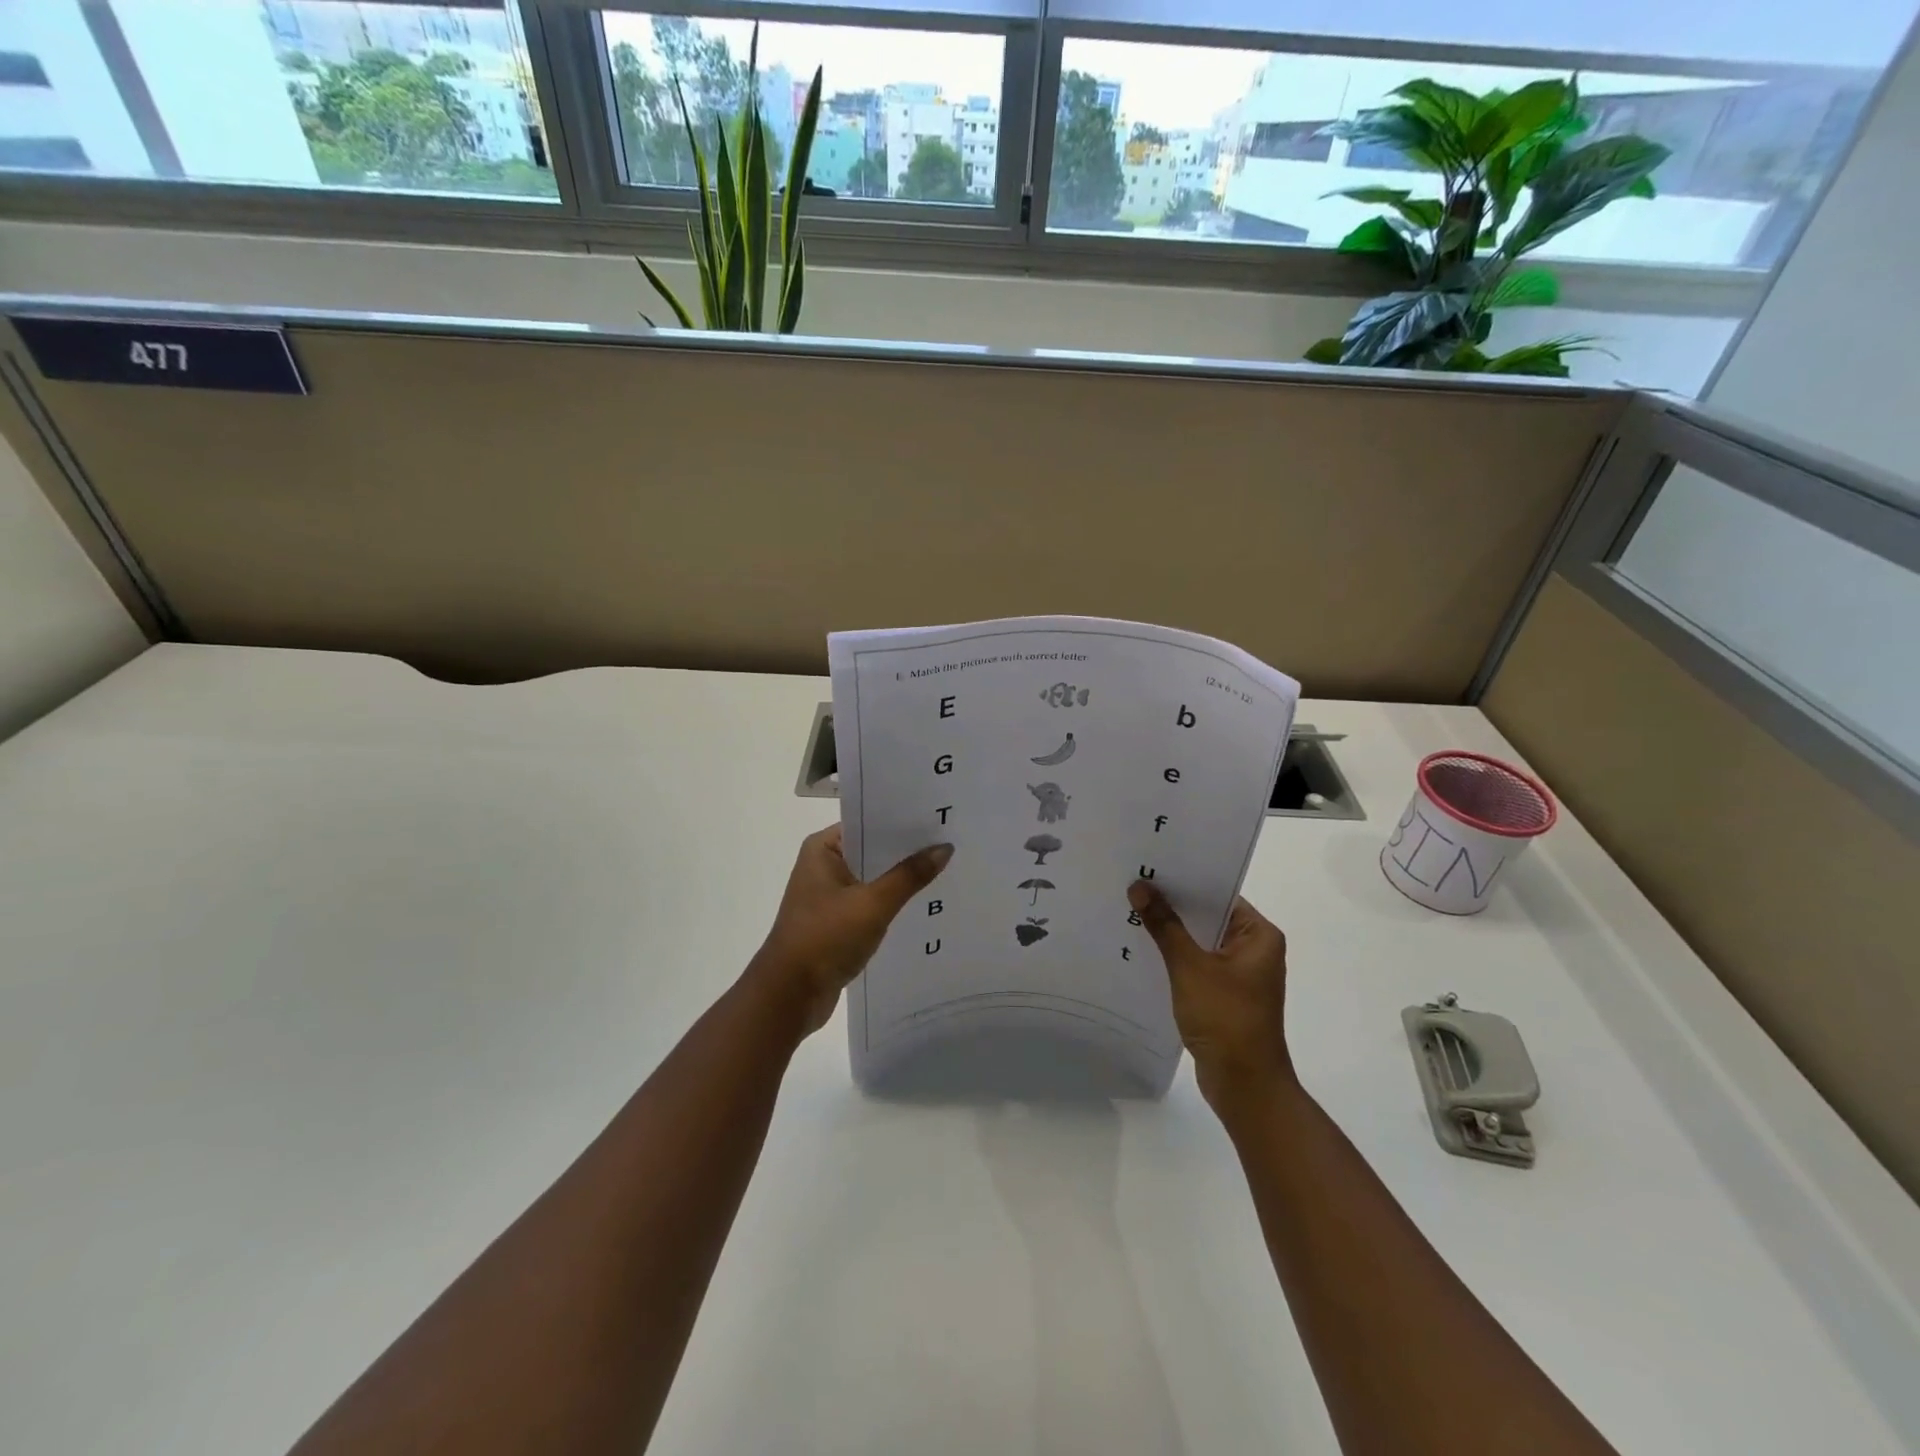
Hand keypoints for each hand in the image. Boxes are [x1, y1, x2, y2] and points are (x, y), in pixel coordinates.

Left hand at [748, 826, 952, 1036]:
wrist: (789, 996)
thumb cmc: (825, 938)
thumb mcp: (873, 904)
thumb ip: (909, 876)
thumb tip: (944, 848)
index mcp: (823, 849)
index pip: (868, 823)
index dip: (902, 821)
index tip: (938, 818)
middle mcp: (823, 866)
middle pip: (873, 850)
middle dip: (907, 850)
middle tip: (951, 842)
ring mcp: (829, 896)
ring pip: (874, 878)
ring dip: (901, 879)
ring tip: (946, 869)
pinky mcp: (837, 922)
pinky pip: (871, 903)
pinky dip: (892, 903)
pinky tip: (924, 903)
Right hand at [1129, 882, 1293, 1113]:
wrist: (1244, 1086)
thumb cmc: (1226, 1019)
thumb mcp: (1190, 967)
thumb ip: (1164, 925)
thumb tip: (1139, 886)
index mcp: (1258, 935)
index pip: (1219, 894)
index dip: (1185, 880)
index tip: (1150, 866)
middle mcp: (1253, 949)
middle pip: (1207, 916)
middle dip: (1171, 905)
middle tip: (1131, 884)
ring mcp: (1238, 973)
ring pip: (1198, 941)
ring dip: (1169, 932)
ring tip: (1129, 911)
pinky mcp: (1223, 994)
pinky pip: (1195, 964)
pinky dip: (1173, 957)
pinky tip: (1141, 948)